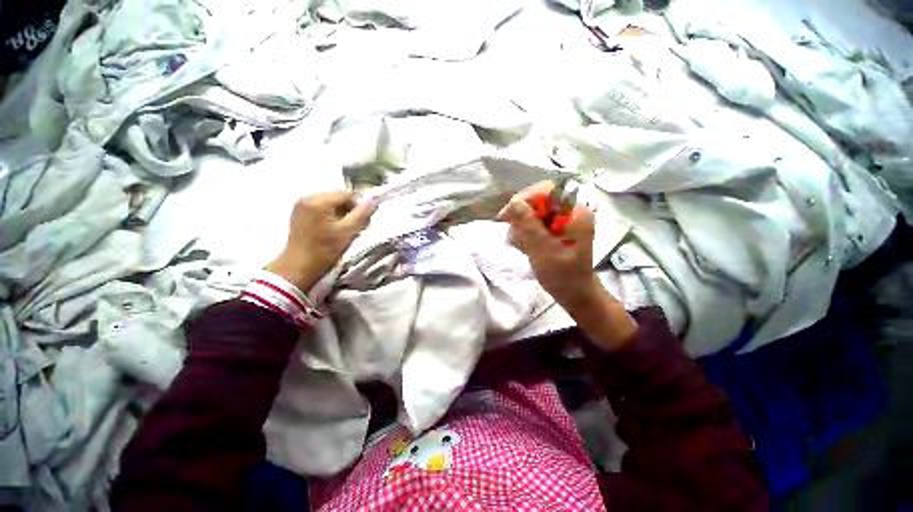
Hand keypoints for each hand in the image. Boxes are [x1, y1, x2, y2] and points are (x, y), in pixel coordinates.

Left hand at [267, 191, 375, 291]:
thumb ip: (362, 214)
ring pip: (330, 204)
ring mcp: (301, 205)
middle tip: (355, 227)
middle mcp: (307, 197)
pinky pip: (321, 209)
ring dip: (341, 214)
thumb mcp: (348, 231)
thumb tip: (374, 201)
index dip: (359, 206)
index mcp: (319, 200)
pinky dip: (330, 217)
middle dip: (350, 210)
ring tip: (344, 230)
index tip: (363, 222)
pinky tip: (332, 230)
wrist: (299, 267)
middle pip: (338, 198)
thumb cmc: (325, 250)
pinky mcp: (298, 213)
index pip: (347, 194)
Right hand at [497, 181, 602, 311]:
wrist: (573, 293)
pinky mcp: (553, 229)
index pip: (546, 191)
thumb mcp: (543, 251)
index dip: (524, 200)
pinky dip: (524, 233)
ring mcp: (561, 220)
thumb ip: (529, 225)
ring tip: (522, 246)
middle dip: (521, 217)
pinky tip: (525, 247)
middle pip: (537, 201)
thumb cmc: (562, 275)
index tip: (506, 216)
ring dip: (521, 228)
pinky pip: (532, 222)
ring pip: (532, 212)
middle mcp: (569, 211)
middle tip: (513, 234)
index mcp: (575, 212)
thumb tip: (513, 202)